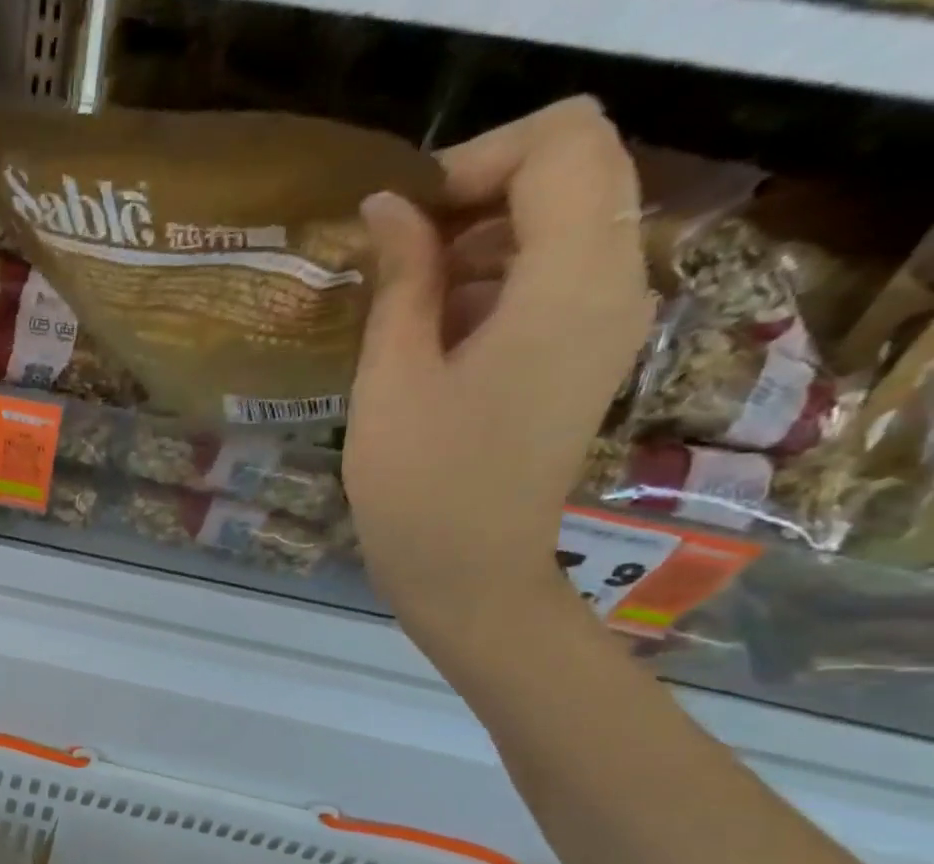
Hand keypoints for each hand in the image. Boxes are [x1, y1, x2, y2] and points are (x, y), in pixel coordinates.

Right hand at [344, 97, 654, 649]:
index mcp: (570, 283)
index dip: (475, 160)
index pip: (560, 144)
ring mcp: (608, 322)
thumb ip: (400, 281)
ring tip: (404, 302)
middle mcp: (614, 285)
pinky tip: (434, 336)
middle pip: (572, 173)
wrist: (470, 578)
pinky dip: (497, 281)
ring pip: (563, 224)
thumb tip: (389, 207)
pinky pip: (556, 279)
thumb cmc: (420, 489)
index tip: (402, 219)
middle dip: (479, 194)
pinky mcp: (587, 356)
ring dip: (482, 240)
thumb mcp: (391, 381)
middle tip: (396, 254)